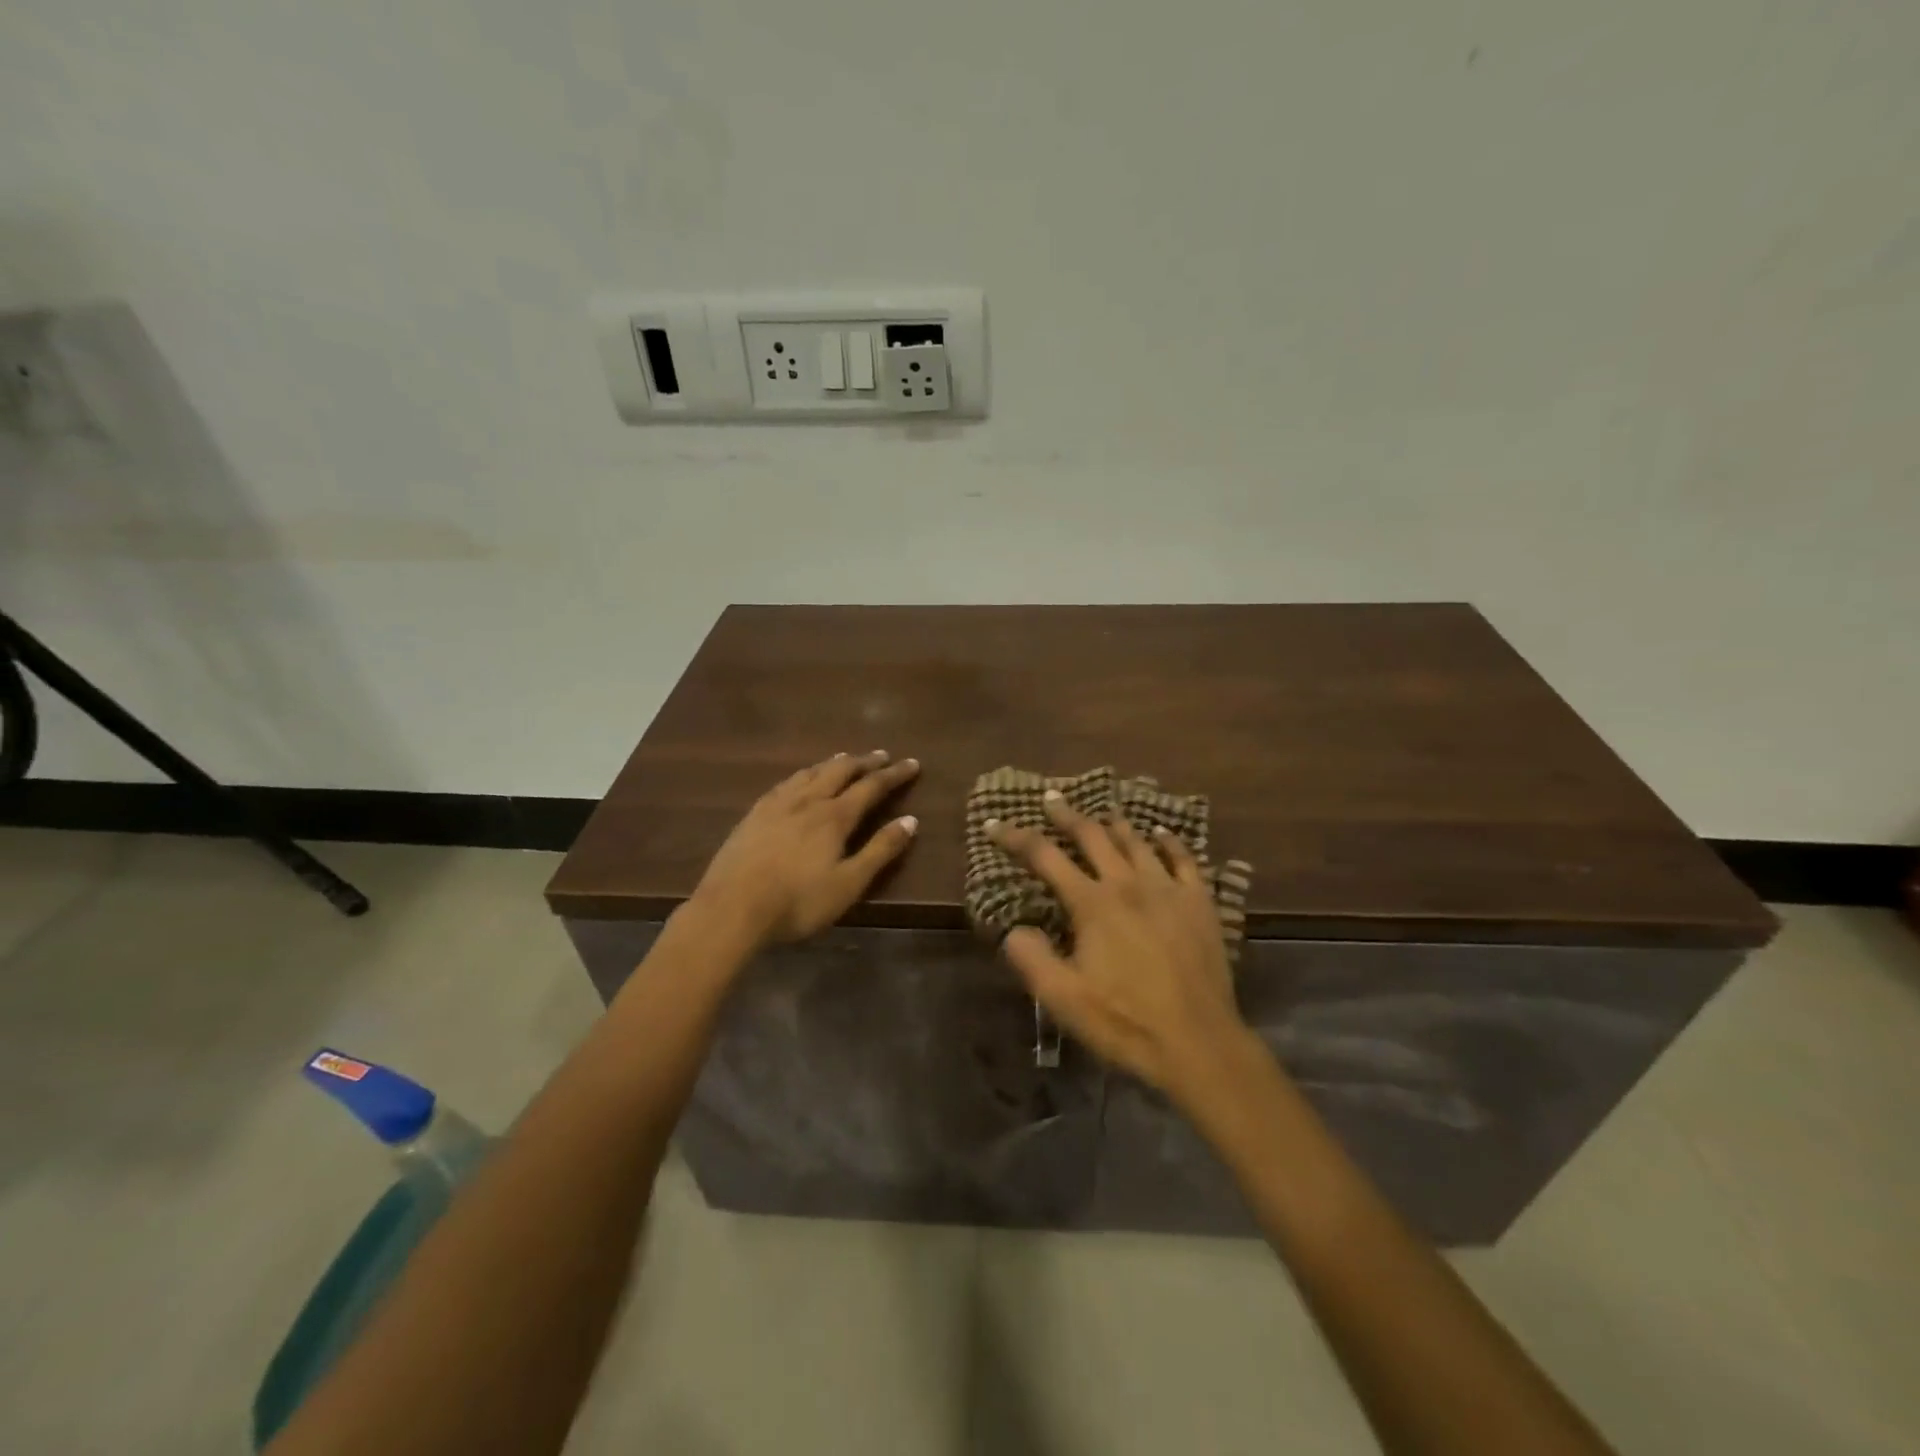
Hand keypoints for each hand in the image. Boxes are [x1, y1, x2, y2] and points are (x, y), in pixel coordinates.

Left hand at [689, 751, 920, 950]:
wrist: (732, 908)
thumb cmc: (797, 901)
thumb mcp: (848, 883)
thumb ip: (880, 851)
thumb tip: (910, 820)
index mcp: (834, 817)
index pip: (871, 786)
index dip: (894, 774)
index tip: (913, 763)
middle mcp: (808, 801)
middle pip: (840, 771)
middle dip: (864, 761)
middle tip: (882, 755)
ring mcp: (777, 804)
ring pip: (810, 772)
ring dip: (833, 763)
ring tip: (844, 758)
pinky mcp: (754, 814)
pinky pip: (785, 783)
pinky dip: (803, 774)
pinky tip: (799, 780)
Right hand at [988, 791, 1248, 1105]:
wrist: (1198, 1043)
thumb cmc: (1125, 1022)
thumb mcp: (1063, 999)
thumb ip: (1031, 958)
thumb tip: (1013, 928)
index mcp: (1092, 903)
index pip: (1045, 857)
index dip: (1016, 837)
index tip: (994, 823)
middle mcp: (1128, 884)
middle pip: (1092, 836)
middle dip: (1066, 815)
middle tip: (1051, 798)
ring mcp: (1168, 889)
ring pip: (1136, 841)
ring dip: (1113, 823)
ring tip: (1101, 812)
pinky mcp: (1200, 903)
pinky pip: (1184, 859)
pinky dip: (1169, 841)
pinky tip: (1161, 833)